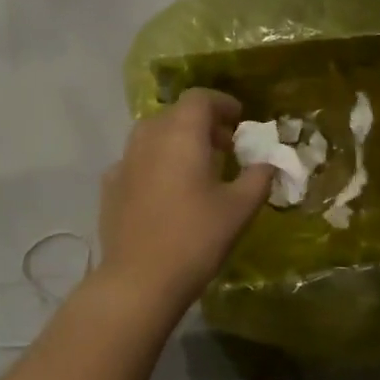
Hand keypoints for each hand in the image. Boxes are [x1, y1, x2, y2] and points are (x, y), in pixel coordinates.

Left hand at [100, 89, 272, 305]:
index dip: (222, 104)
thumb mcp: (240, 208)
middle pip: (175, 114)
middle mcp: (148, 138)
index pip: (200, 99)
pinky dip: (156, 164)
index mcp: (181, 134)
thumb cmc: (196, 238)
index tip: (240, 121)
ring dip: (177, 142)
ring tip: (197, 168)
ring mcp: (124, 161)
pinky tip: (167, 191)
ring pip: (153, 136)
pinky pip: (137, 161)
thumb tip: (269, 163)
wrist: (139, 280)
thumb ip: (259, 177)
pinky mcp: (110, 186)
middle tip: (225, 147)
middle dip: (202, 124)